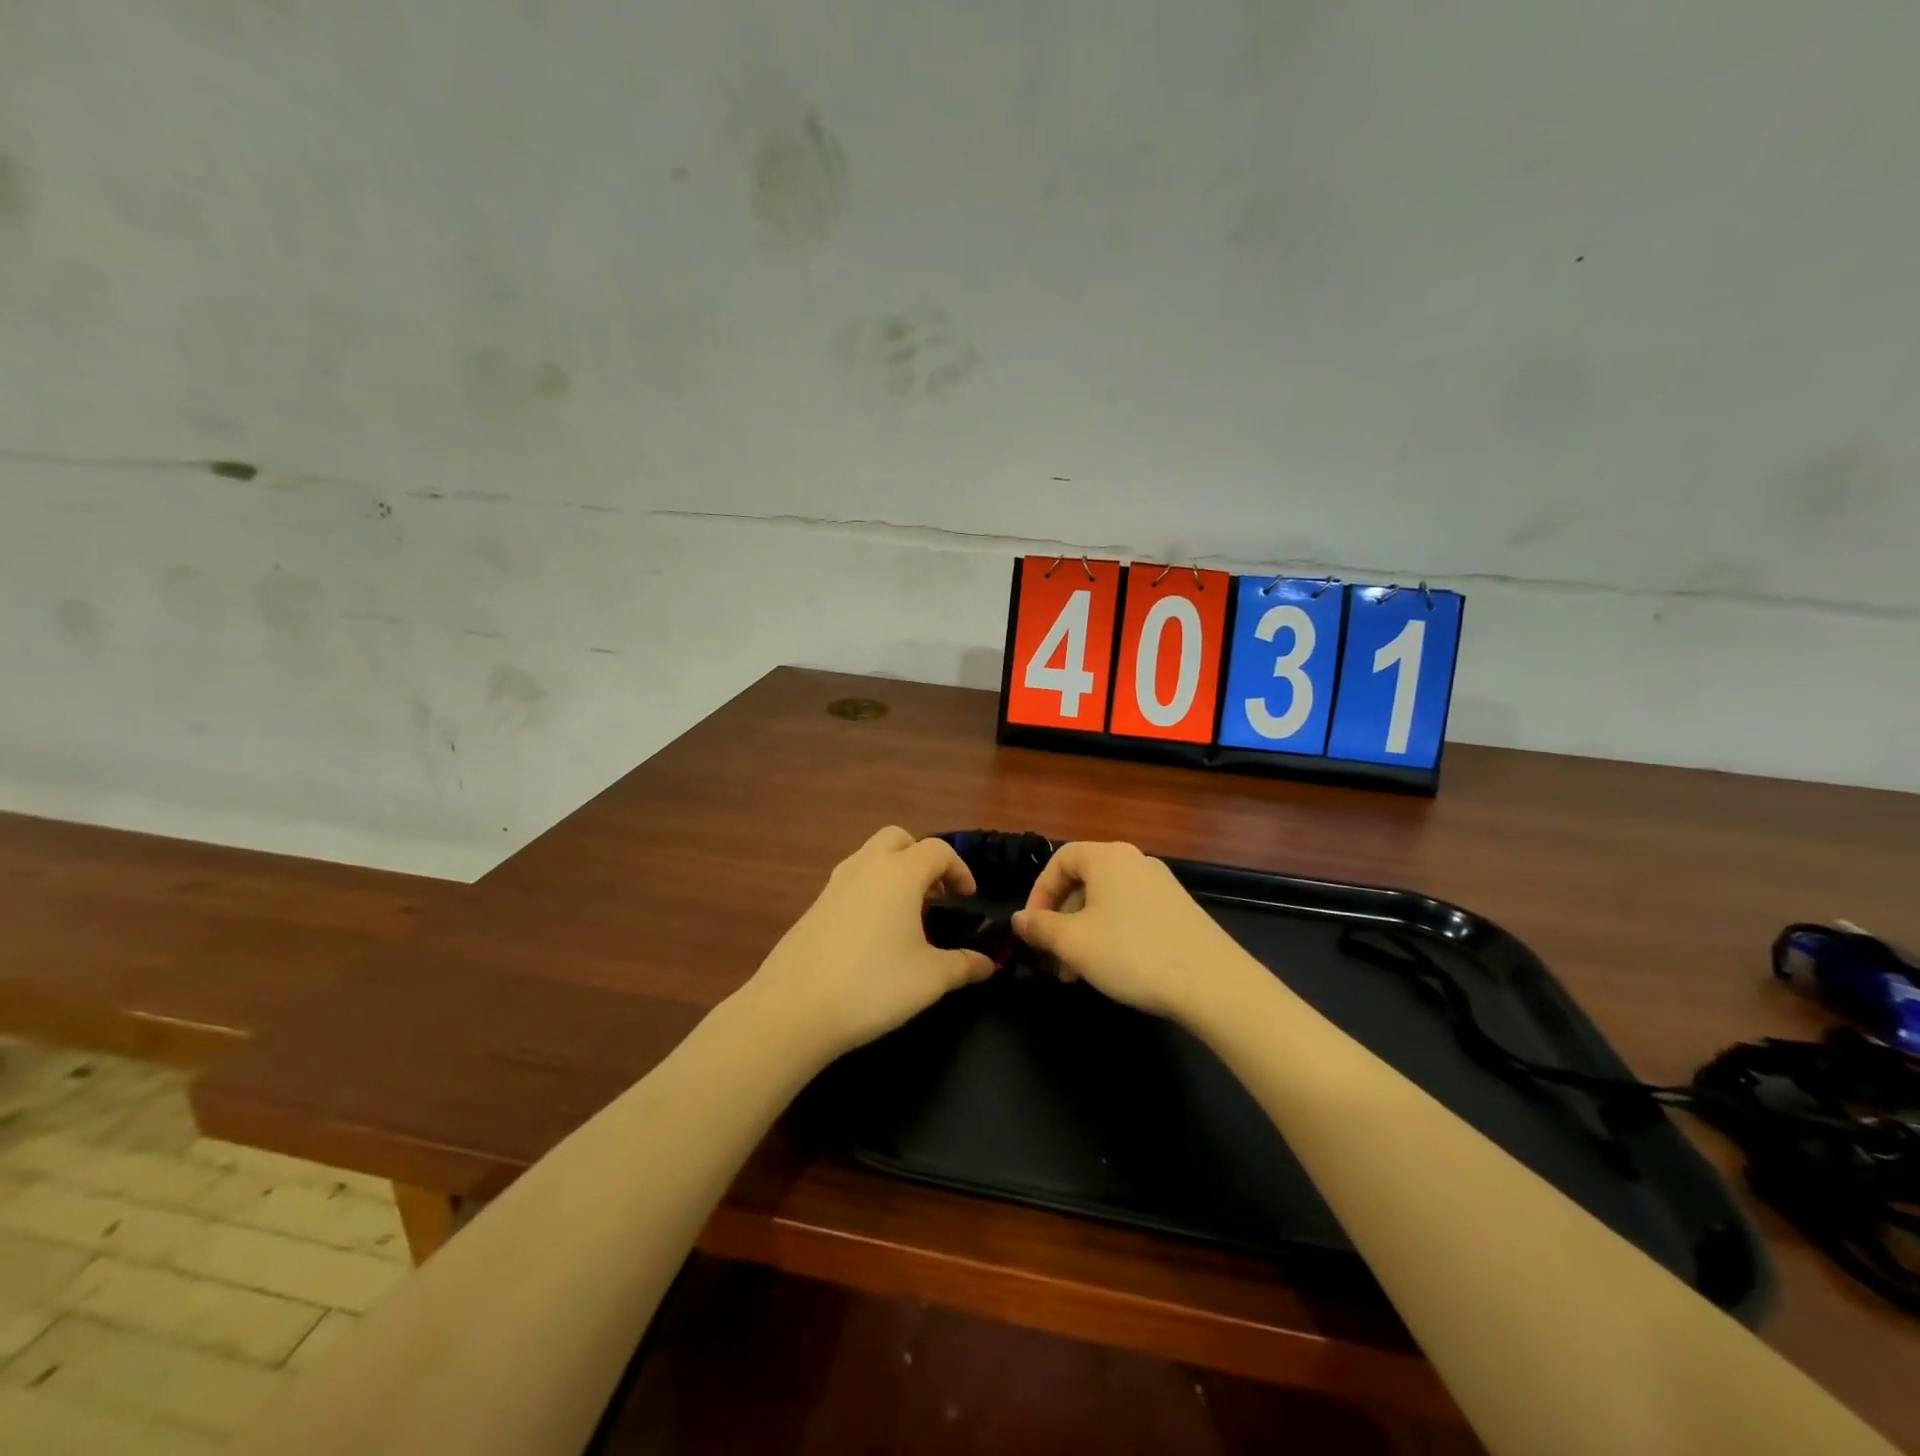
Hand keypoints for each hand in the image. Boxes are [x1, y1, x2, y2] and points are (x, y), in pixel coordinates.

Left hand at [743, 827, 993, 1061]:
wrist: (793, 1009)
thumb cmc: (872, 986)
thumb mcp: (929, 979)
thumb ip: (964, 966)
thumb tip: (988, 964)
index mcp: (899, 874)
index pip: (938, 850)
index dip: (959, 869)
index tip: (968, 898)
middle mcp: (865, 867)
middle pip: (898, 838)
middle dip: (921, 857)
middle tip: (935, 894)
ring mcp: (834, 884)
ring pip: (869, 856)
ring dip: (893, 872)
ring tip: (906, 914)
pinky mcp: (813, 906)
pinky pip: (850, 882)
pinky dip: (869, 891)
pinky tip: (872, 934)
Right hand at [1013, 841, 1252, 1022]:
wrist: (1213, 983)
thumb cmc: (1132, 952)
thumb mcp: (1073, 942)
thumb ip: (1040, 927)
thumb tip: (1019, 919)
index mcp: (1107, 857)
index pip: (1060, 859)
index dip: (1038, 892)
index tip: (1032, 929)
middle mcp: (1135, 862)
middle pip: (1083, 882)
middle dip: (1060, 920)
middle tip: (1052, 958)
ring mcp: (1161, 886)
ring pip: (1106, 903)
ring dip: (1083, 933)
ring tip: (1076, 974)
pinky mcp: (1179, 911)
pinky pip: (1131, 914)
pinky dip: (1111, 936)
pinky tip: (1111, 970)